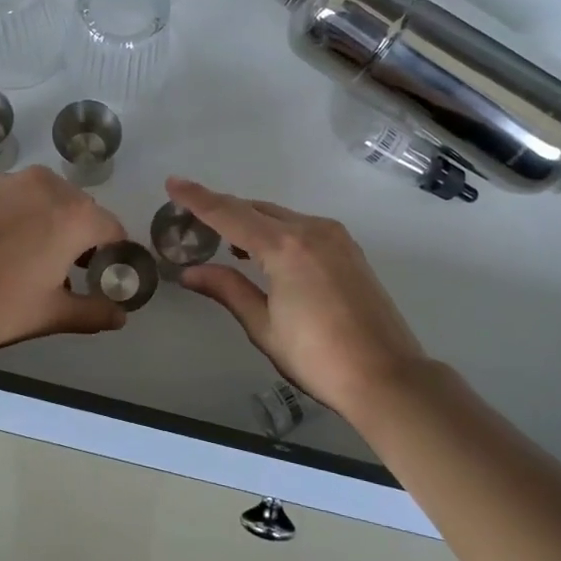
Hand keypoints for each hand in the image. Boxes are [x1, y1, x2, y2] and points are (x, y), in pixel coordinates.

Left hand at [0, 167, 129, 350]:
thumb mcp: (51, 313)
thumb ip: (92, 312)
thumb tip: (120, 316)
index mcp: (74, 215)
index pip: (113, 229)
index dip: (113, 255)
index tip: (101, 278)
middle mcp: (47, 187)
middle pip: (80, 211)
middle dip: (81, 238)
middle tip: (67, 274)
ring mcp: (10, 184)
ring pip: (47, 202)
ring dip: (50, 225)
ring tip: (32, 263)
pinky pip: (16, 201)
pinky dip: (21, 219)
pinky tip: (1, 251)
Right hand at [167, 176, 428, 418]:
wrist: (387, 376)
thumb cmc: (318, 357)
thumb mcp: (264, 326)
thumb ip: (227, 289)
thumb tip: (190, 272)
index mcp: (285, 247)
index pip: (230, 214)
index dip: (198, 199)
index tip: (173, 183)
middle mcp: (311, 230)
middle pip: (257, 209)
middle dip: (224, 210)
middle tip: (195, 220)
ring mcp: (336, 237)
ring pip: (282, 216)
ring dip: (253, 222)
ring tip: (229, 242)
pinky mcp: (350, 250)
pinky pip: (303, 227)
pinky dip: (279, 231)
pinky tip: (268, 254)